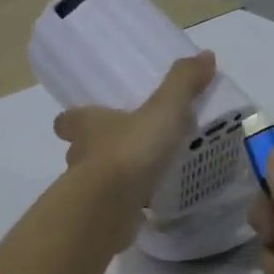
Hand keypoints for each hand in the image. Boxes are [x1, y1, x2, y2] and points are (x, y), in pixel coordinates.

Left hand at [53, 52, 216, 228]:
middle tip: (124, 148)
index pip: (67, 120)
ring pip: (94, 181)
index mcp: (87, 126)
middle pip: (79, 150)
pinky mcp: (99, 218)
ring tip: (141, 177)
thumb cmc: (131, 150)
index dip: (75, 119)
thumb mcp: (164, 109)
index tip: (90, 119)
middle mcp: (80, 157)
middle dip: (97, 150)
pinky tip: (147, 205)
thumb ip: (183, 84)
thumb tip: (205, 55)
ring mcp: (87, 191)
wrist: (111, 206)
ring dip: (112, 179)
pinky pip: (112, 208)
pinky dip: (125, 206)